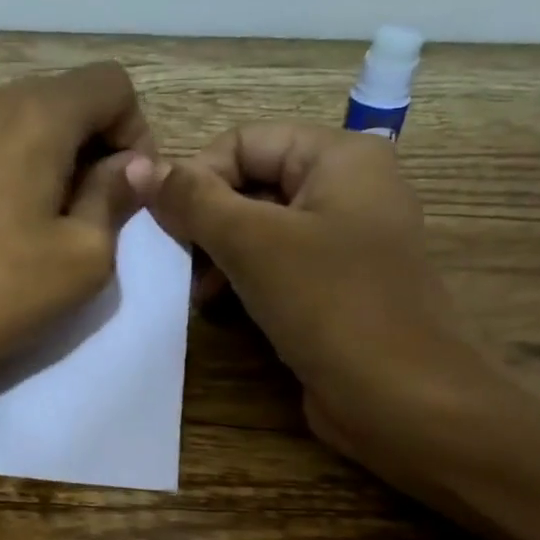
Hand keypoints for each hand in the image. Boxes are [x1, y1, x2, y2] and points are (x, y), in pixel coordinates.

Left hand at [0, 62, 152, 382]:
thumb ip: (115, 198)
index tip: (127, 194)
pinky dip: (20, 167)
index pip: (112, 84)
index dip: (136, 133)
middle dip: (97, 146)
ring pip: (30, 119)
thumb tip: (133, 166)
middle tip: (96, 214)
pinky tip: (10, 223)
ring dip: (58, 159)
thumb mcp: (83, 256)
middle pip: (68, 97)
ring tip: (52, 223)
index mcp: (36, 113)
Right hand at [127, 123, 491, 471]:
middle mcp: (348, 188)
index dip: (197, 177)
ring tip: (198, 294)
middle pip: (252, 183)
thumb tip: (138, 165)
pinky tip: (222, 309)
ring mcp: (345, 241)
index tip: (164, 226)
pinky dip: (244, 280)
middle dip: (207, 221)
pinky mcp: (337, 287)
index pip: (244, 141)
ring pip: (261, 228)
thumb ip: (193, 201)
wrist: (402, 398)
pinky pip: (278, 266)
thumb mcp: (253, 243)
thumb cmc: (330, 304)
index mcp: (341, 156)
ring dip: (219, 255)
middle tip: (176, 263)